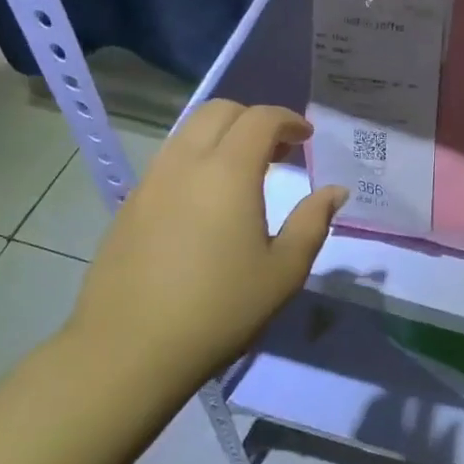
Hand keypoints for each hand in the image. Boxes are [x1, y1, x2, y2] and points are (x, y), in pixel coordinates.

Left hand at [64, 101, 347, 406]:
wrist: (128, 352)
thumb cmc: (219, 310)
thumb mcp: (283, 271)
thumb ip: (313, 222)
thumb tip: (335, 191)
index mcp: (228, 172)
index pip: (260, 118)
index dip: (288, 120)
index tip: (307, 138)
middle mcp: (185, 163)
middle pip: (218, 111)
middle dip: (254, 118)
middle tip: (278, 150)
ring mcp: (151, 182)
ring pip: (188, 132)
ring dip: (222, 136)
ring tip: (245, 173)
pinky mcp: (129, 205)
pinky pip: (169, 160)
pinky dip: (197, 159)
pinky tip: (208, 201)